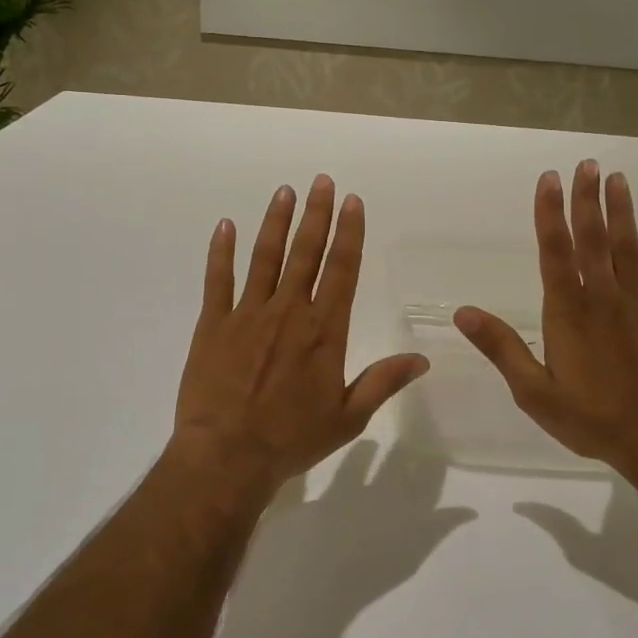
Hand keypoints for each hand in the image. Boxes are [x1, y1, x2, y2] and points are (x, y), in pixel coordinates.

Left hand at [171, 175, 428, 503]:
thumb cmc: (292, 439)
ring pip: (265, 257)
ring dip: (276, 222)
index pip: (342, 270)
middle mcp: (289, 311)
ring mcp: (248, 314)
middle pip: (306, 253)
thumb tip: (423, 359)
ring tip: (285, 191)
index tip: (352, 202)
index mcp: (324, 331)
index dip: (349, 233)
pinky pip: (218, 280)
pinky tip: (225, 225)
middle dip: (316, 214)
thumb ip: (383, 381)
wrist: (227, 457)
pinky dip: (221, 251)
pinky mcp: (214, 324)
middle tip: (321, 181)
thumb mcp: (348, 417)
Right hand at [454, 160, 637, 475]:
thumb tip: (463, 312)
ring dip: (622, 211)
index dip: (550, 212)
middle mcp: (602, 296)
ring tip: (618, 178)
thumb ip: (501, 347)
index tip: (549, 178)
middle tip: (587, 163)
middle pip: (592, 238)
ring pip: (627, 247)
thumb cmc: (591, 417)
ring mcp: (636, 305)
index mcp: (567, 310)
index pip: (554, 250)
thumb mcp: (534, 391)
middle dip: (587, 199)